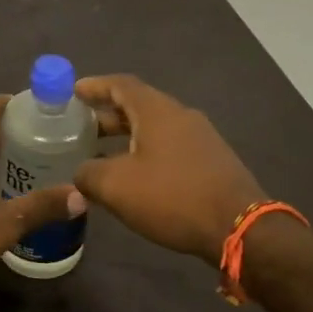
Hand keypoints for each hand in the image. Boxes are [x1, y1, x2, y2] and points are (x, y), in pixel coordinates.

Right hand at [74, 74, 266, 263]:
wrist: (239, 227)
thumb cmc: (172, 196)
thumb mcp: (116, 186)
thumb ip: (88, 174)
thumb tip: (81, 173)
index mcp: (156, 110)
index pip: (121, 84)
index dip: (95, 86)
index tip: (73, 91)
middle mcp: (180, 115)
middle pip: (138, 105)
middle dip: (107, 114)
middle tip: (81, 127)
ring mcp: (201, 138)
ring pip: (155, 128)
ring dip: (126, 136)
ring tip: (102, 153)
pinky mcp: (212, 161)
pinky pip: (170, 146)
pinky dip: (146, 152)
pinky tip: (135, 176)